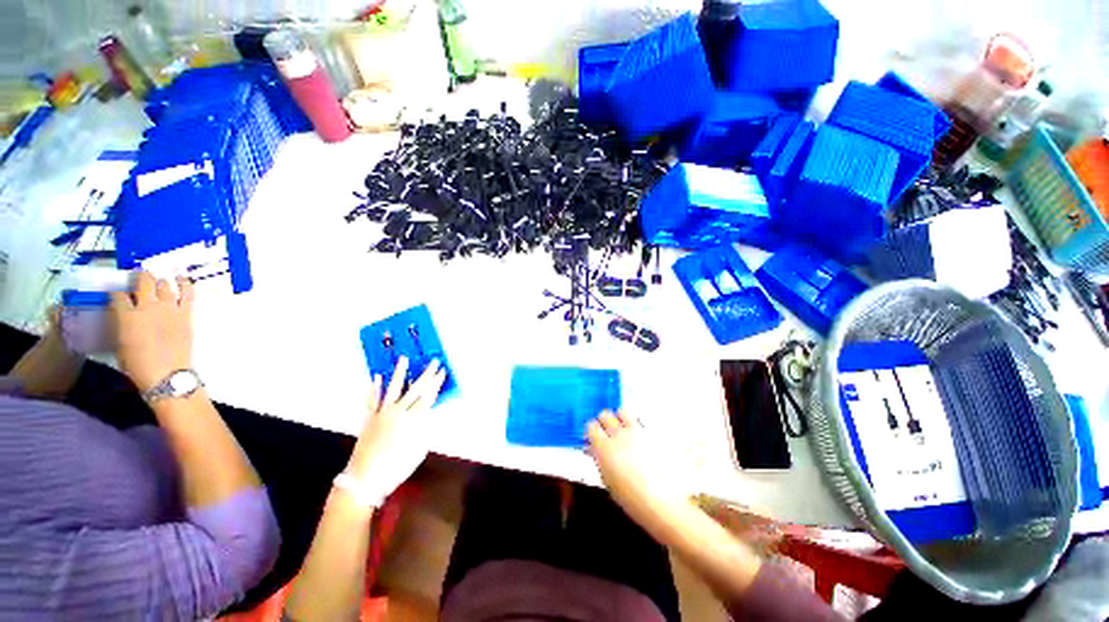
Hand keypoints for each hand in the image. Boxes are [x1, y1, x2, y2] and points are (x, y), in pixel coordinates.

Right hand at [110, 272, 194, 392]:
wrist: (166, 373)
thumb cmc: (138, 364)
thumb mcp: (120, 343)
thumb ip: (122, 325)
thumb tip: (124, 317)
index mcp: (126, 316)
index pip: (118, 296)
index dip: (116, 294)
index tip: (118, 295)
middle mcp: (147, 307)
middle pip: (143, 283)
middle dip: (141, 278)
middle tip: (141, 278)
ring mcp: (168, 309)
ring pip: (164, 285)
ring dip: (161, 282)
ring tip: (161, 280)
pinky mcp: (185, 314)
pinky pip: (187, 294)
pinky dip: (185, 284)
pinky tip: (182, 278)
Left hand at [345, 356, 446, 502]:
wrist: (365, 479)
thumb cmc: (397, 467)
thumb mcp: (419, 449)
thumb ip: (425, 428)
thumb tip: (429, 413)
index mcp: (413, 420)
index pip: (429, 396)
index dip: (436, 382)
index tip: (442, 370)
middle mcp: (399, 412)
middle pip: (415, 389)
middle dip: (426, 374)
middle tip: (433, 361)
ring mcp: (382, 413)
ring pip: (393, 388)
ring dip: (399, 372)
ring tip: (403, 358)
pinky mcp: (369, 418)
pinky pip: (372, 400)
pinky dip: (374, 388)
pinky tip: (376, 377)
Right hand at [587, 411, 694, 532]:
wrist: (662, 501)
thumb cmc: (631, 498)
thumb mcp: (608, 480)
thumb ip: (600, 459)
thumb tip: (594, 449)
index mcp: (604, 447)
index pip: (591, 426)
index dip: (592, 431)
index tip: (594, 437)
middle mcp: (619, 434)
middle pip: (605, 414)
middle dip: (604, 421)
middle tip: (608, 432)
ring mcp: (636, 431)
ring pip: (622, 411)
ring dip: (620, 418)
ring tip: (624, 430)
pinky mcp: (652, 432)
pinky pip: (640, 421)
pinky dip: (637, 426)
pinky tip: (641, 439)